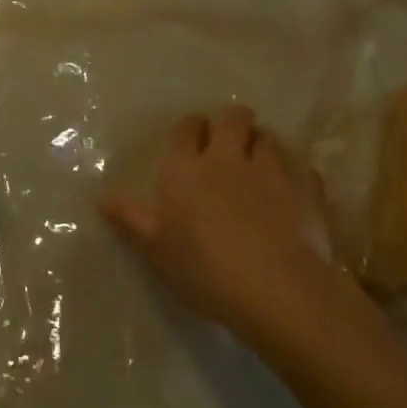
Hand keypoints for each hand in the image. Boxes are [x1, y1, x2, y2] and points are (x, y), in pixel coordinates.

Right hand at [101, 106, 347, 344]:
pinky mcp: (306, 188)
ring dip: (264, 144)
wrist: (277, 289)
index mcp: (186, 167)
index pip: (186, 128)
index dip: (190, 129)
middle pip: (232, 118)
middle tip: (231, 143)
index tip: (192, 139)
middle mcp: (227, 156)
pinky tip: (295, 191)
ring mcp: (270, 169)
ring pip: (268, 137)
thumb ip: (130, 218)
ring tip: (263, 163)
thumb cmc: (205, 268)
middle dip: (232, 123)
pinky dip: (297, 174)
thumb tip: (100, 197)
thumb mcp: (156, 248)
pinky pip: (302, 168)